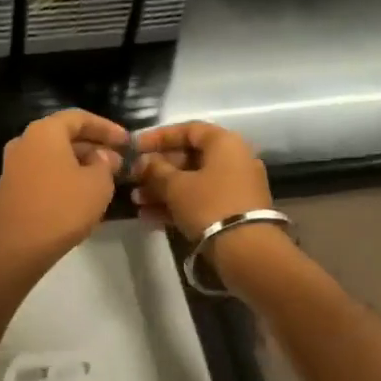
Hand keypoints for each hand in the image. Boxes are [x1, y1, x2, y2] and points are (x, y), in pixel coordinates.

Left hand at [0, 109, 127, 279]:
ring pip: (54, 156)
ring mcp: (14, 166)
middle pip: (65, 136)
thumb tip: (103, 156)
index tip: (127, 142)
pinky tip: (82, 195)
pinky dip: (64, 178)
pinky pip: (44, 174)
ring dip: (80, 164)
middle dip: (94, 147)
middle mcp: (25, 142)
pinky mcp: (11, 188)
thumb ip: (106, 163)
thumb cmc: (62, 208)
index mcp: (44, 132)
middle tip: (119, 162)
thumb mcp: (98, 184)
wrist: (16, 247)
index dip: (107, 128)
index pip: (80, 118)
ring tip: (105, 179)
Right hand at [130, 120, 272, 238]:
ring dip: (162, 190)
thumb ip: (155, 170)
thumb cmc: (209, 205)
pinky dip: (177, 205)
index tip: (135, 147)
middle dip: (157, 169)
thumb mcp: (176, 186)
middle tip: (133, 179)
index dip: (159, 136)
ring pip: (192, 182)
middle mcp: (234, 160)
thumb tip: (142, 162)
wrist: (247, 250)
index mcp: (224, 143)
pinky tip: (149, 216)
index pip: (188, 130)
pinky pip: (200, 200)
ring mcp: (235, 187)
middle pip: (189, 157)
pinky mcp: (233, 211)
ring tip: (136, 201)